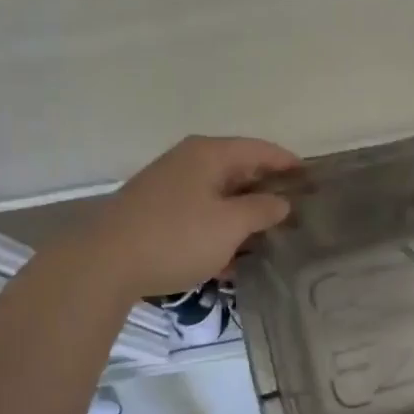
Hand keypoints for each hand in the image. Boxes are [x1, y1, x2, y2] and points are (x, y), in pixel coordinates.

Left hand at [60, 135, 300, 298]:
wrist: (102, 264)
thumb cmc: (176, 237)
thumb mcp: (230, 225)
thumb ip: (262, 210)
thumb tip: (281, 202)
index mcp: (209, 154)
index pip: (260, 149)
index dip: (287, 162)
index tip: (311, 178)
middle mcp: (188, 161)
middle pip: (238, 169)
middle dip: (265, 190)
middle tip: (293, 210)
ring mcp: (167, 186)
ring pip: (217, 195)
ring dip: (241, 215)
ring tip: (266, 238)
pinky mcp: (153, 211)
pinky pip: (197, 214)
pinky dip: (216, 229)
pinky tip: (227, 259)